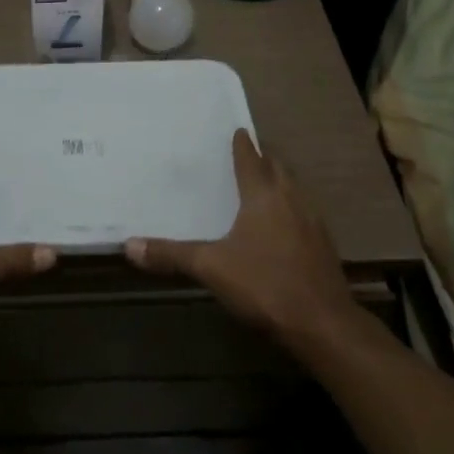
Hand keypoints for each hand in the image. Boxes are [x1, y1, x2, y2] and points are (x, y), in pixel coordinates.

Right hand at [125, 131, 355, 349]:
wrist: (323, 323)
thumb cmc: (264, 284)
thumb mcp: (210, 268)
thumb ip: (171, 255)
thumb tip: (129, 245)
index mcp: (263, 196)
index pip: (251, 160)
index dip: (243, 145)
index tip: (239, 130)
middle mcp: (291, 200)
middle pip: (278, 168)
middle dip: (265, 157)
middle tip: (250, 151)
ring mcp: (313, 222)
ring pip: (296, 188)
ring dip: (281, 180)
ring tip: (266, 181)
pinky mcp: (324, 245)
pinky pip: (305, 211)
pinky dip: (292, 206)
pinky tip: (284, 223)